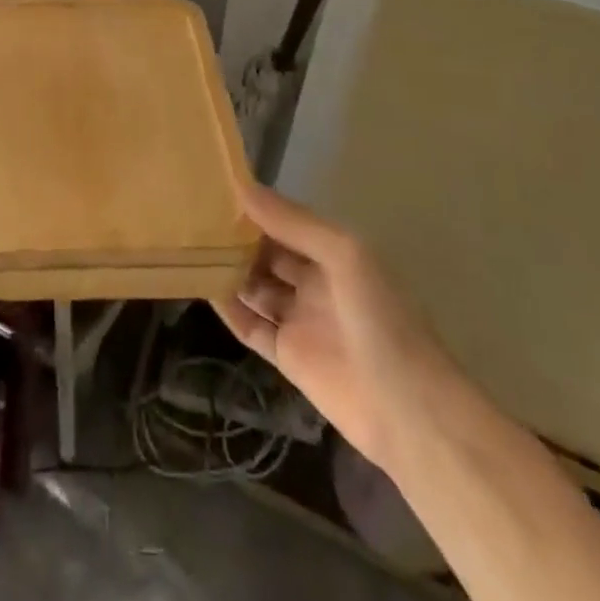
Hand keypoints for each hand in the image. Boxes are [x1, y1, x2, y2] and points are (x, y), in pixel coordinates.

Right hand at [213, 182, 436, 468]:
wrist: (409, 413)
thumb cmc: (381, 320)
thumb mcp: (344, 255)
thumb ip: (293, 223)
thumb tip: (243, 188)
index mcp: (336, 253)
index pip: (288, 222)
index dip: (257, 207)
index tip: (217, 188)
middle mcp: (317, 282)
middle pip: (270, 253)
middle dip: (239, 237)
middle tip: (194, 218)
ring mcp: (302, 320)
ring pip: (257, 286)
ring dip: (230, 270)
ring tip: (190, 248)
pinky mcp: (289, 357)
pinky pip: (252, 326)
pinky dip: (230, 309)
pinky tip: (203, 290)